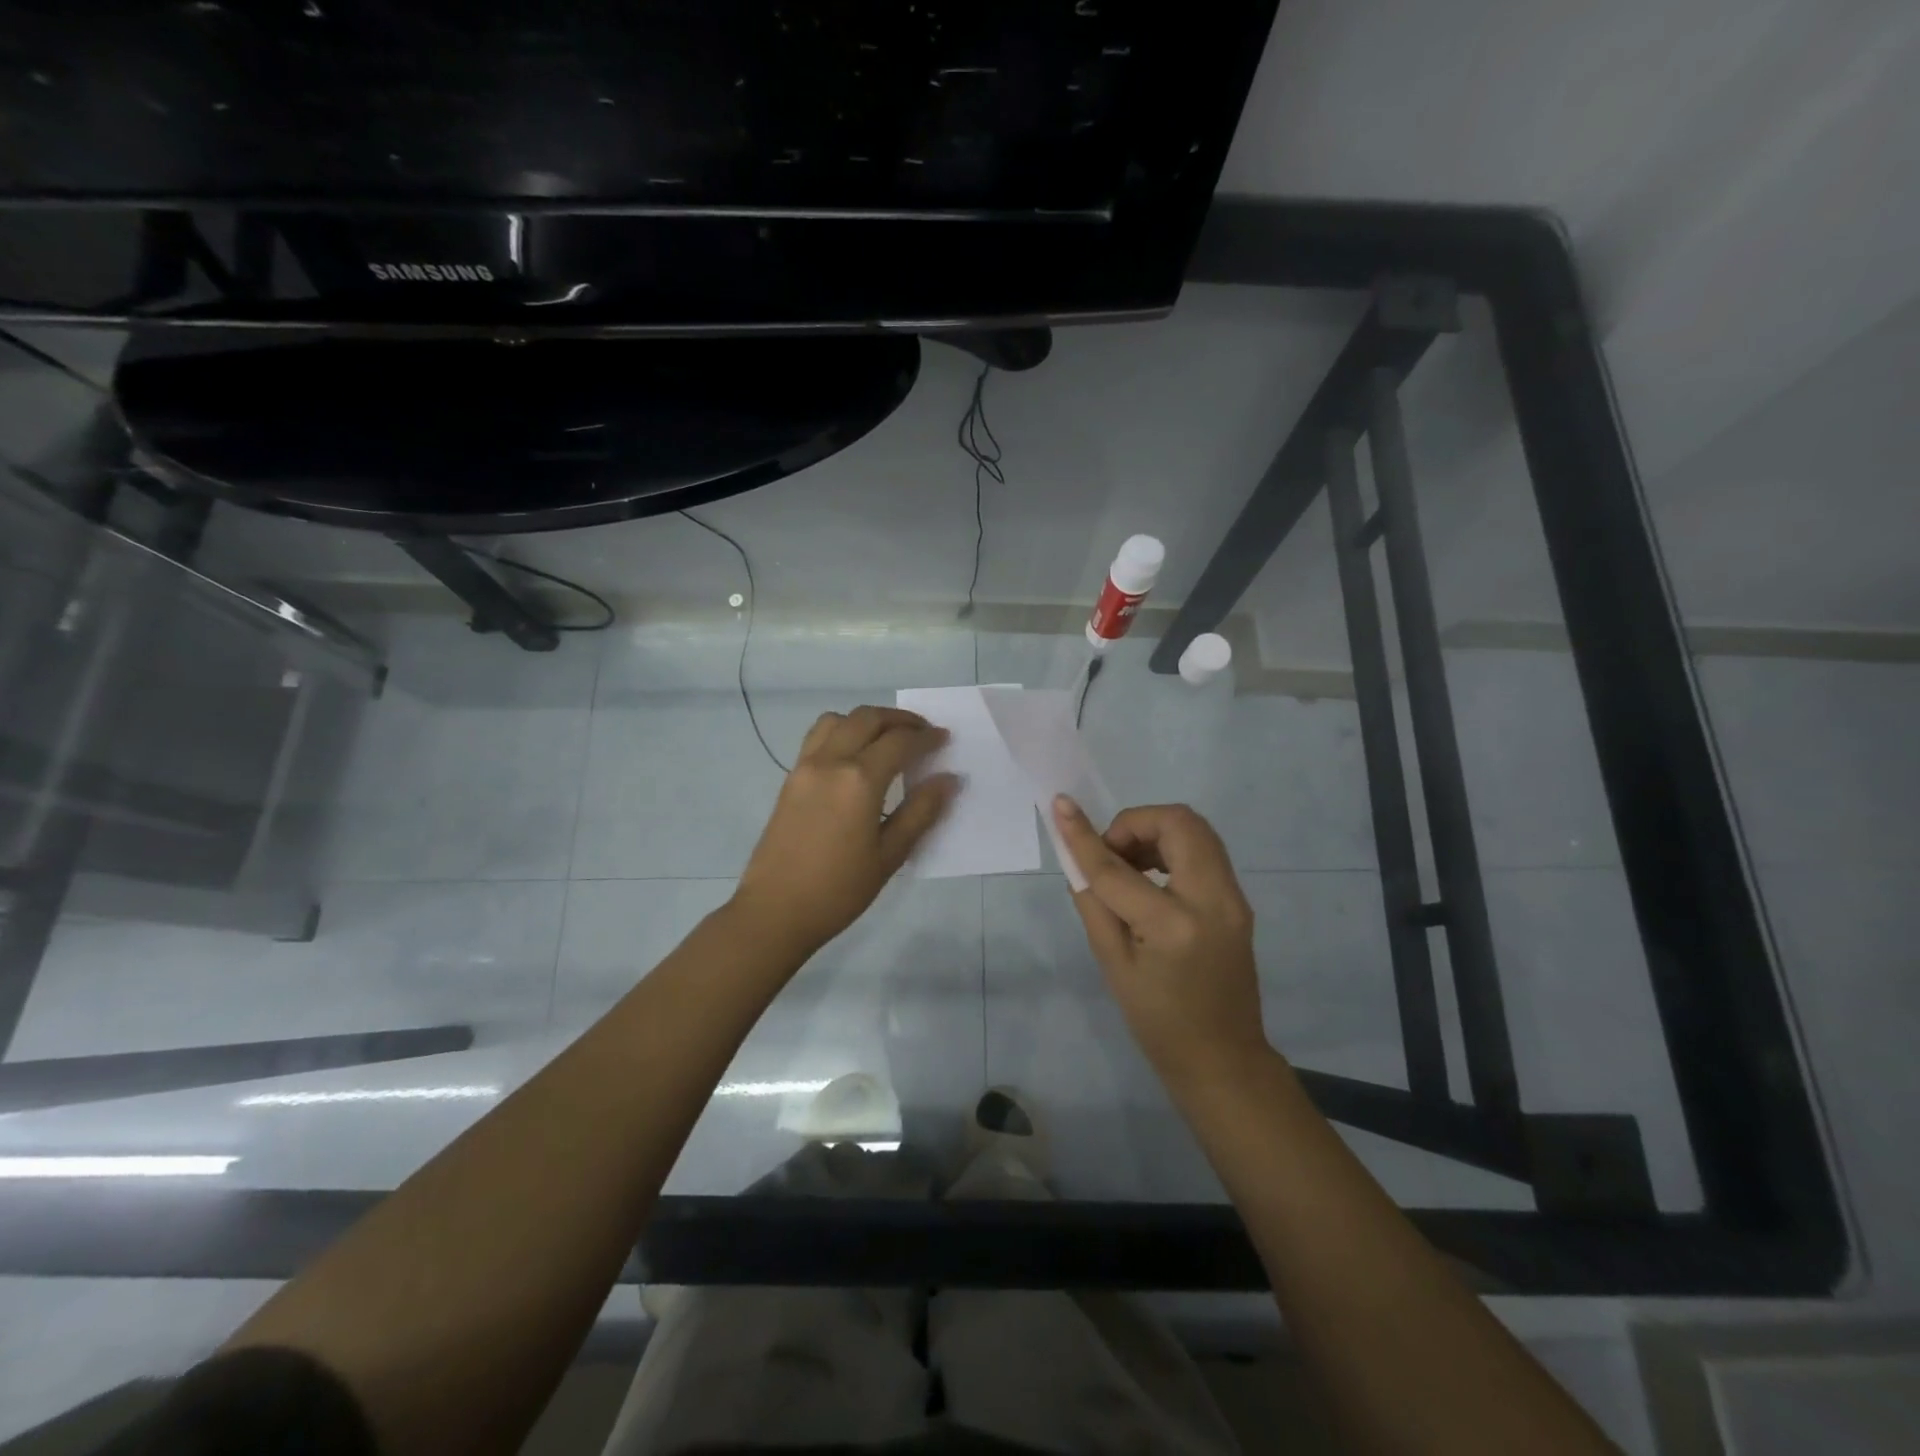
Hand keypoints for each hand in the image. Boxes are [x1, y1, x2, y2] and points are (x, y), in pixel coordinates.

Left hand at [734, 707, 957, 954]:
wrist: (775, 911)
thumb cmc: (839, 890)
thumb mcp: (889, 855)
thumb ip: (921, 812)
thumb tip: (949, 779)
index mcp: (859, 780)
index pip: (900, 742)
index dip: (927, 737)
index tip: (945, 739)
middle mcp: (831, 761)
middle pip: (868, 718)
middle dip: (900, 719)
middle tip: (923, 732)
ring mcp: (805, 766)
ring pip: (838, 719)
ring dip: (867, 720)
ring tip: (887, 739)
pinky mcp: (791, 777)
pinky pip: (818, 736)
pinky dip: (842, 731)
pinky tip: (855, 755)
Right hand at [1051, 796, 1267, 1086]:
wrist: (1223, 1059)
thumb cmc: (1157, 1022)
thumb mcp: (1112, 964)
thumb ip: (1093, 901)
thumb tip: (1075, 855)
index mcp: (1173, 926)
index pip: (1118, 868)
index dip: (1085, 836)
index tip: (1061, 805)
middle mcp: (1213, 901)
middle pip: (1178, 822)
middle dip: (1136, 822)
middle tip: (1111, 854)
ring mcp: (1234, 898)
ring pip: (1196, 829)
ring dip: (1155, 832)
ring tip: (1129, 867)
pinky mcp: (1238, 900)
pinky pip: (1204, 851)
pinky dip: (1173, 847)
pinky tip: (1151, 878)